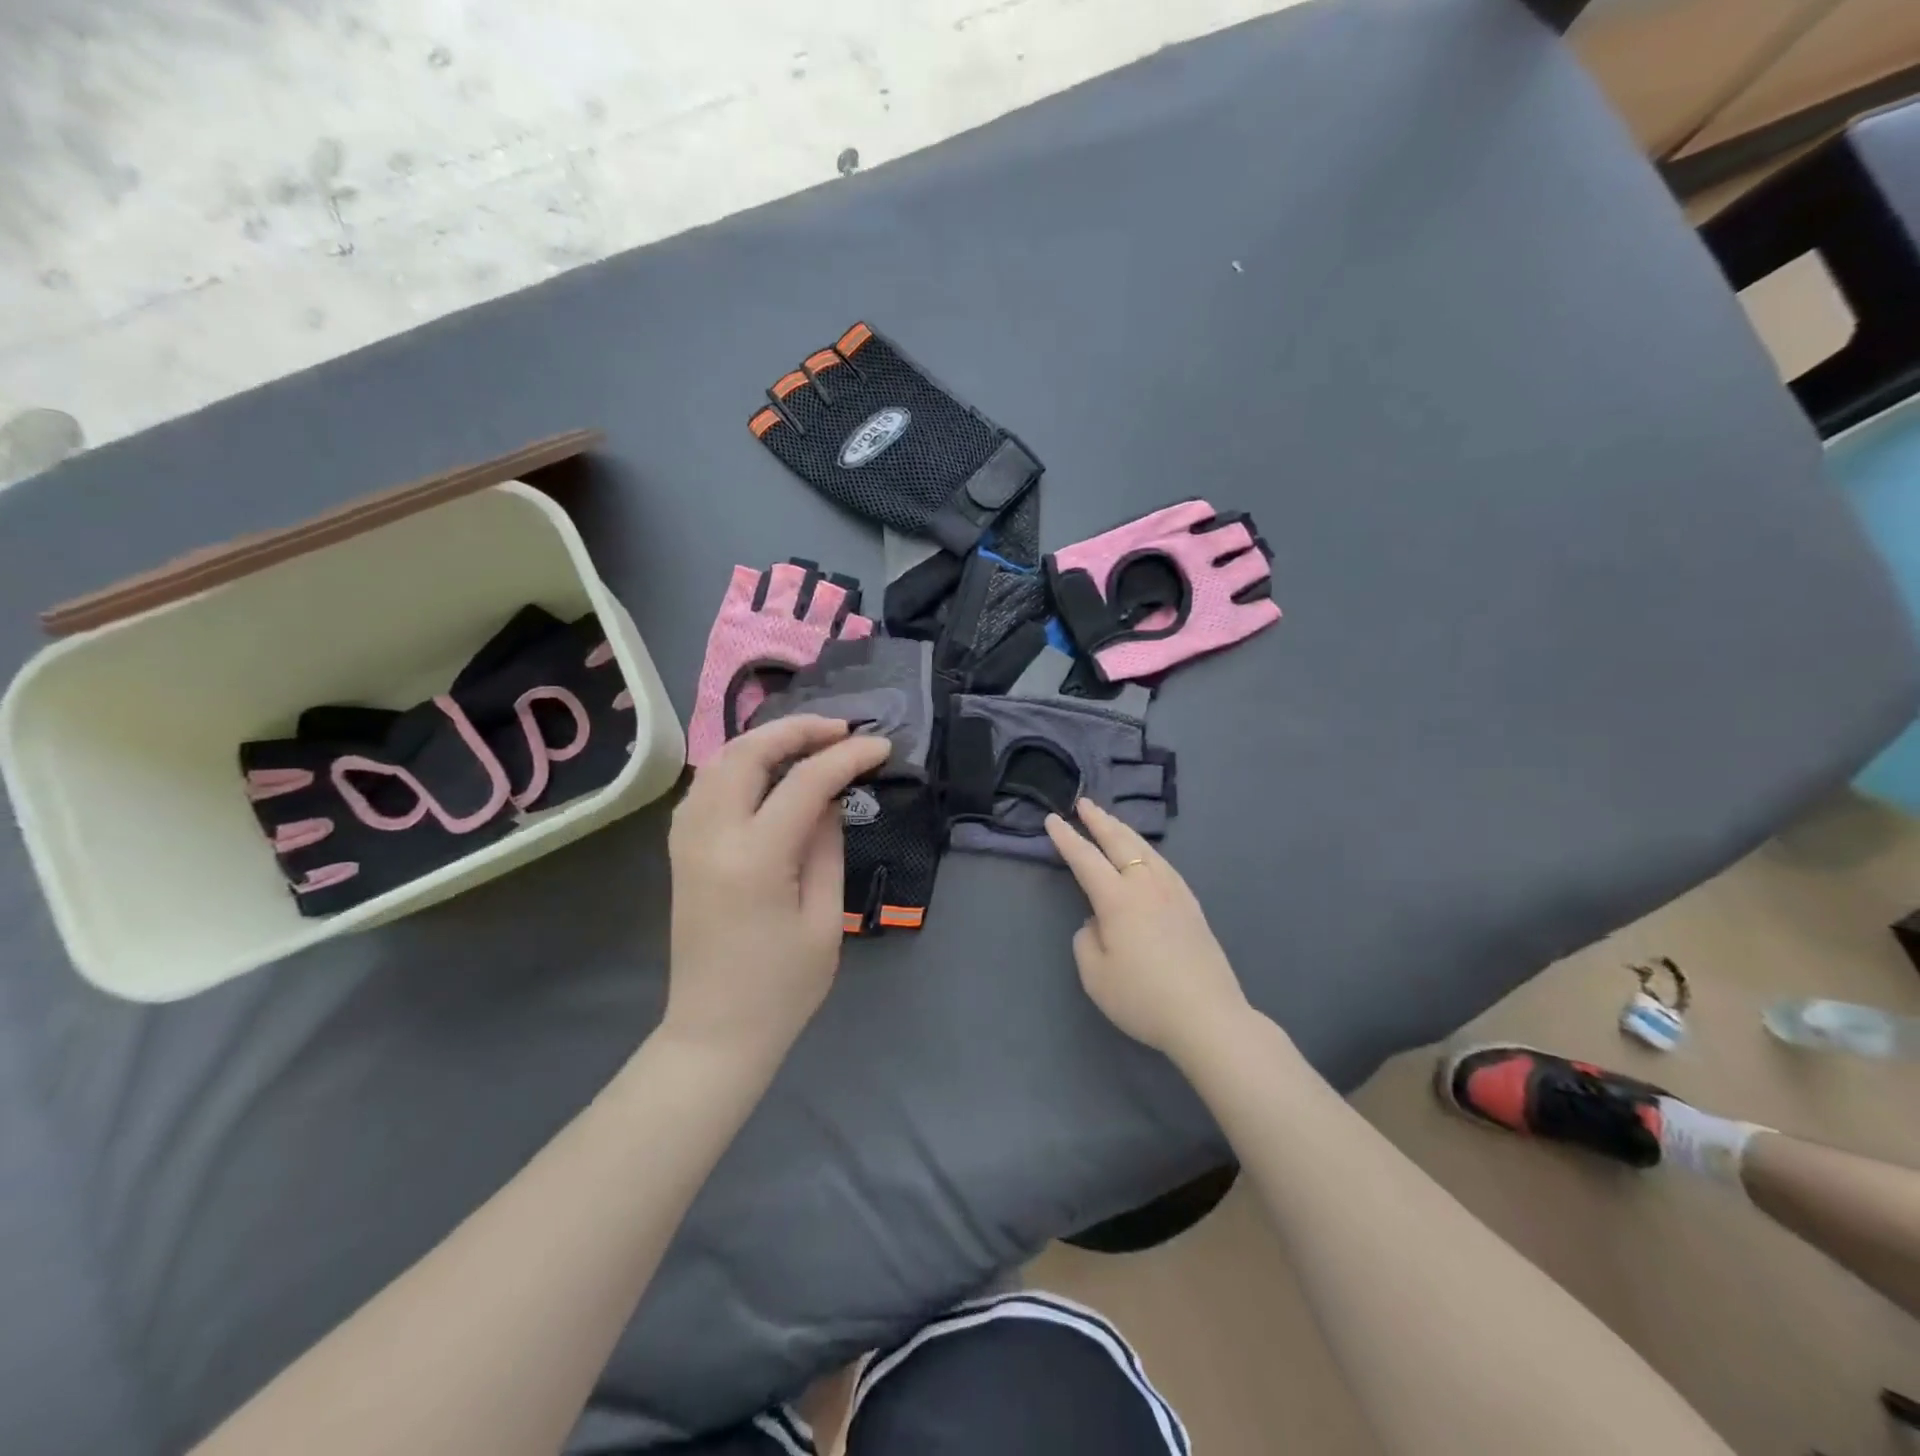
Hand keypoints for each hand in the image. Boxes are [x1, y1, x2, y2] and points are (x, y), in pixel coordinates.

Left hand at [664, 716, 889, 1069]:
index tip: (881, 746)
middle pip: (747, 752)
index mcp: (755, 858)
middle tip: (841, 730)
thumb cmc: (783, 987)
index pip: (805, 782)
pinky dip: (737, 765)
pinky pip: (706, 786)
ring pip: (718, 761)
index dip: (847, 757)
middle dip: (797, 729)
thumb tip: (831, 797)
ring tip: (809, 743)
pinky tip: (766, 774)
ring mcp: (687, 840)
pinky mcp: (680, 850)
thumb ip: (828, 846)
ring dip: (764, 741)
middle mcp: (711, 835)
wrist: (715, 1032)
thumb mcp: (825, 918)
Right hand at [1045, 799, 1252, 1065]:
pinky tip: (1148, 855)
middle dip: (1099, 821)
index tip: (1052, 819)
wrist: (1207, 1017)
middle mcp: (1146, 886)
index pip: (1085, 859)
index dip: (1067, 839)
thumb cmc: (1143, 998)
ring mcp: (1174, 893)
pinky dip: (1148, 850)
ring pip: (1146, 850)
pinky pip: (1164, 864)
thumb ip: (1087, 940)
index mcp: (1117, 900)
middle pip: (1120, 843)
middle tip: (1084, 803)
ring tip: (1111, 821)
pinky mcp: (1192, 906)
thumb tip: (1097, 922)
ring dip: (1124, 831)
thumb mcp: (1095, 976)